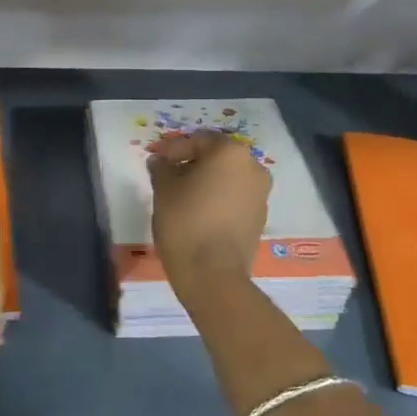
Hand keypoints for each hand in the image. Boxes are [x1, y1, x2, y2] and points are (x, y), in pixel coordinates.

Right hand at [148, 131, 270, 291]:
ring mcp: (261, 194)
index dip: (173, 148)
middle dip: (192, 163)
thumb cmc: (185, 223)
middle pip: (217, 157)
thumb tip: (160, 161)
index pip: (198, 140)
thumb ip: (161, 169)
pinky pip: (235, 197)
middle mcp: (253, 167)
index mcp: (230, 154)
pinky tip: (199, 212)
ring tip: (182, 195)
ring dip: (206, 181)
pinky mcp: (260, 217)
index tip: (155, 160)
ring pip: (228, 177)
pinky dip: (218, 198)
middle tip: (168, 175)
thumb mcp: (164, 190)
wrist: (213, 275)